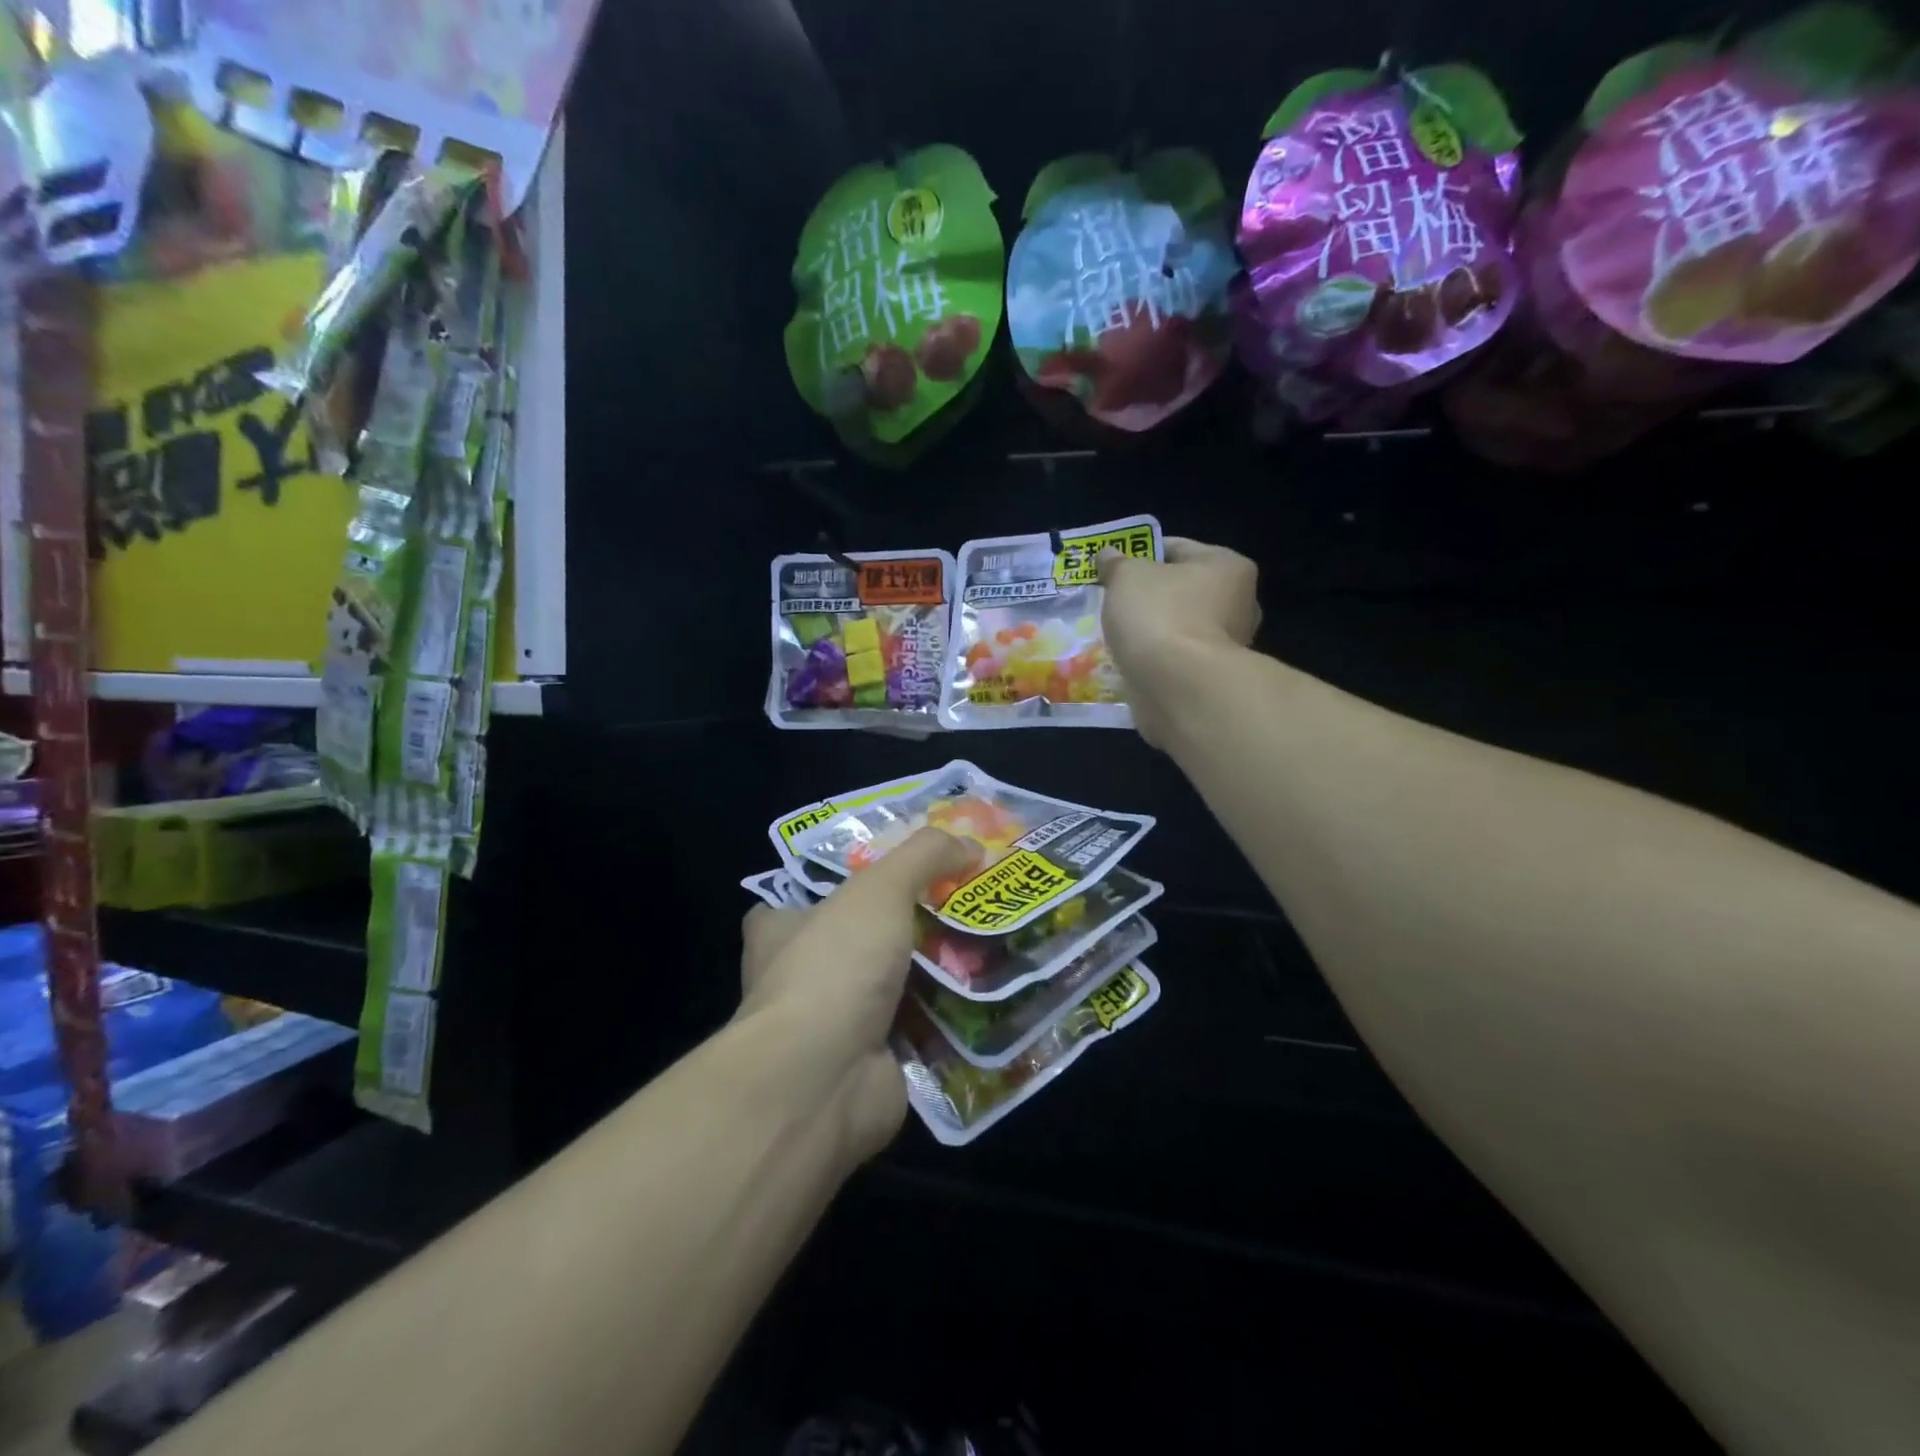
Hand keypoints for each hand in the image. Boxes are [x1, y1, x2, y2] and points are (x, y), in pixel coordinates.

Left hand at [738, 828, 973, 1162]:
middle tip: (958, 907)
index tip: (879, 879)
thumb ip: (923, 856)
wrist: (823, 1079)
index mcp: (780, 934)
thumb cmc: (835, 966)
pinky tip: (992, 1001)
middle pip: (853, 945)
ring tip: (988, 947)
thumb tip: (970, 843)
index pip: (791, 905)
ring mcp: (833, 1029)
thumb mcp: (879, 889)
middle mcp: (800, 981)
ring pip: (891, 991)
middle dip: (901, 931)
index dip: (830, 890)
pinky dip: (950, 1023)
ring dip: (934, 977)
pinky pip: (919, 1035)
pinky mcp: (871, 1066)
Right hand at [1100, 537, 1261, 745]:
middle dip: (1150, 596)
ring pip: (1180, 626)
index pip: (1177, 548)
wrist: (1178, 687)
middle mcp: (1239, 602)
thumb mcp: (1127, 576)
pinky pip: (1177, 658)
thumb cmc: (1159, 616)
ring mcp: (1229, 644)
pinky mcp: (1212, 677)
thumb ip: (1116, 564)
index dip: (1141, 554)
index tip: (1114, 569)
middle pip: (1182, 589)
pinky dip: (1158, 659)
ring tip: (1119, 634)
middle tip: (1115, 602)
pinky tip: (1133, 661)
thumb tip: (1108, 555)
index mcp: (1227, 566)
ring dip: (1154, 630)